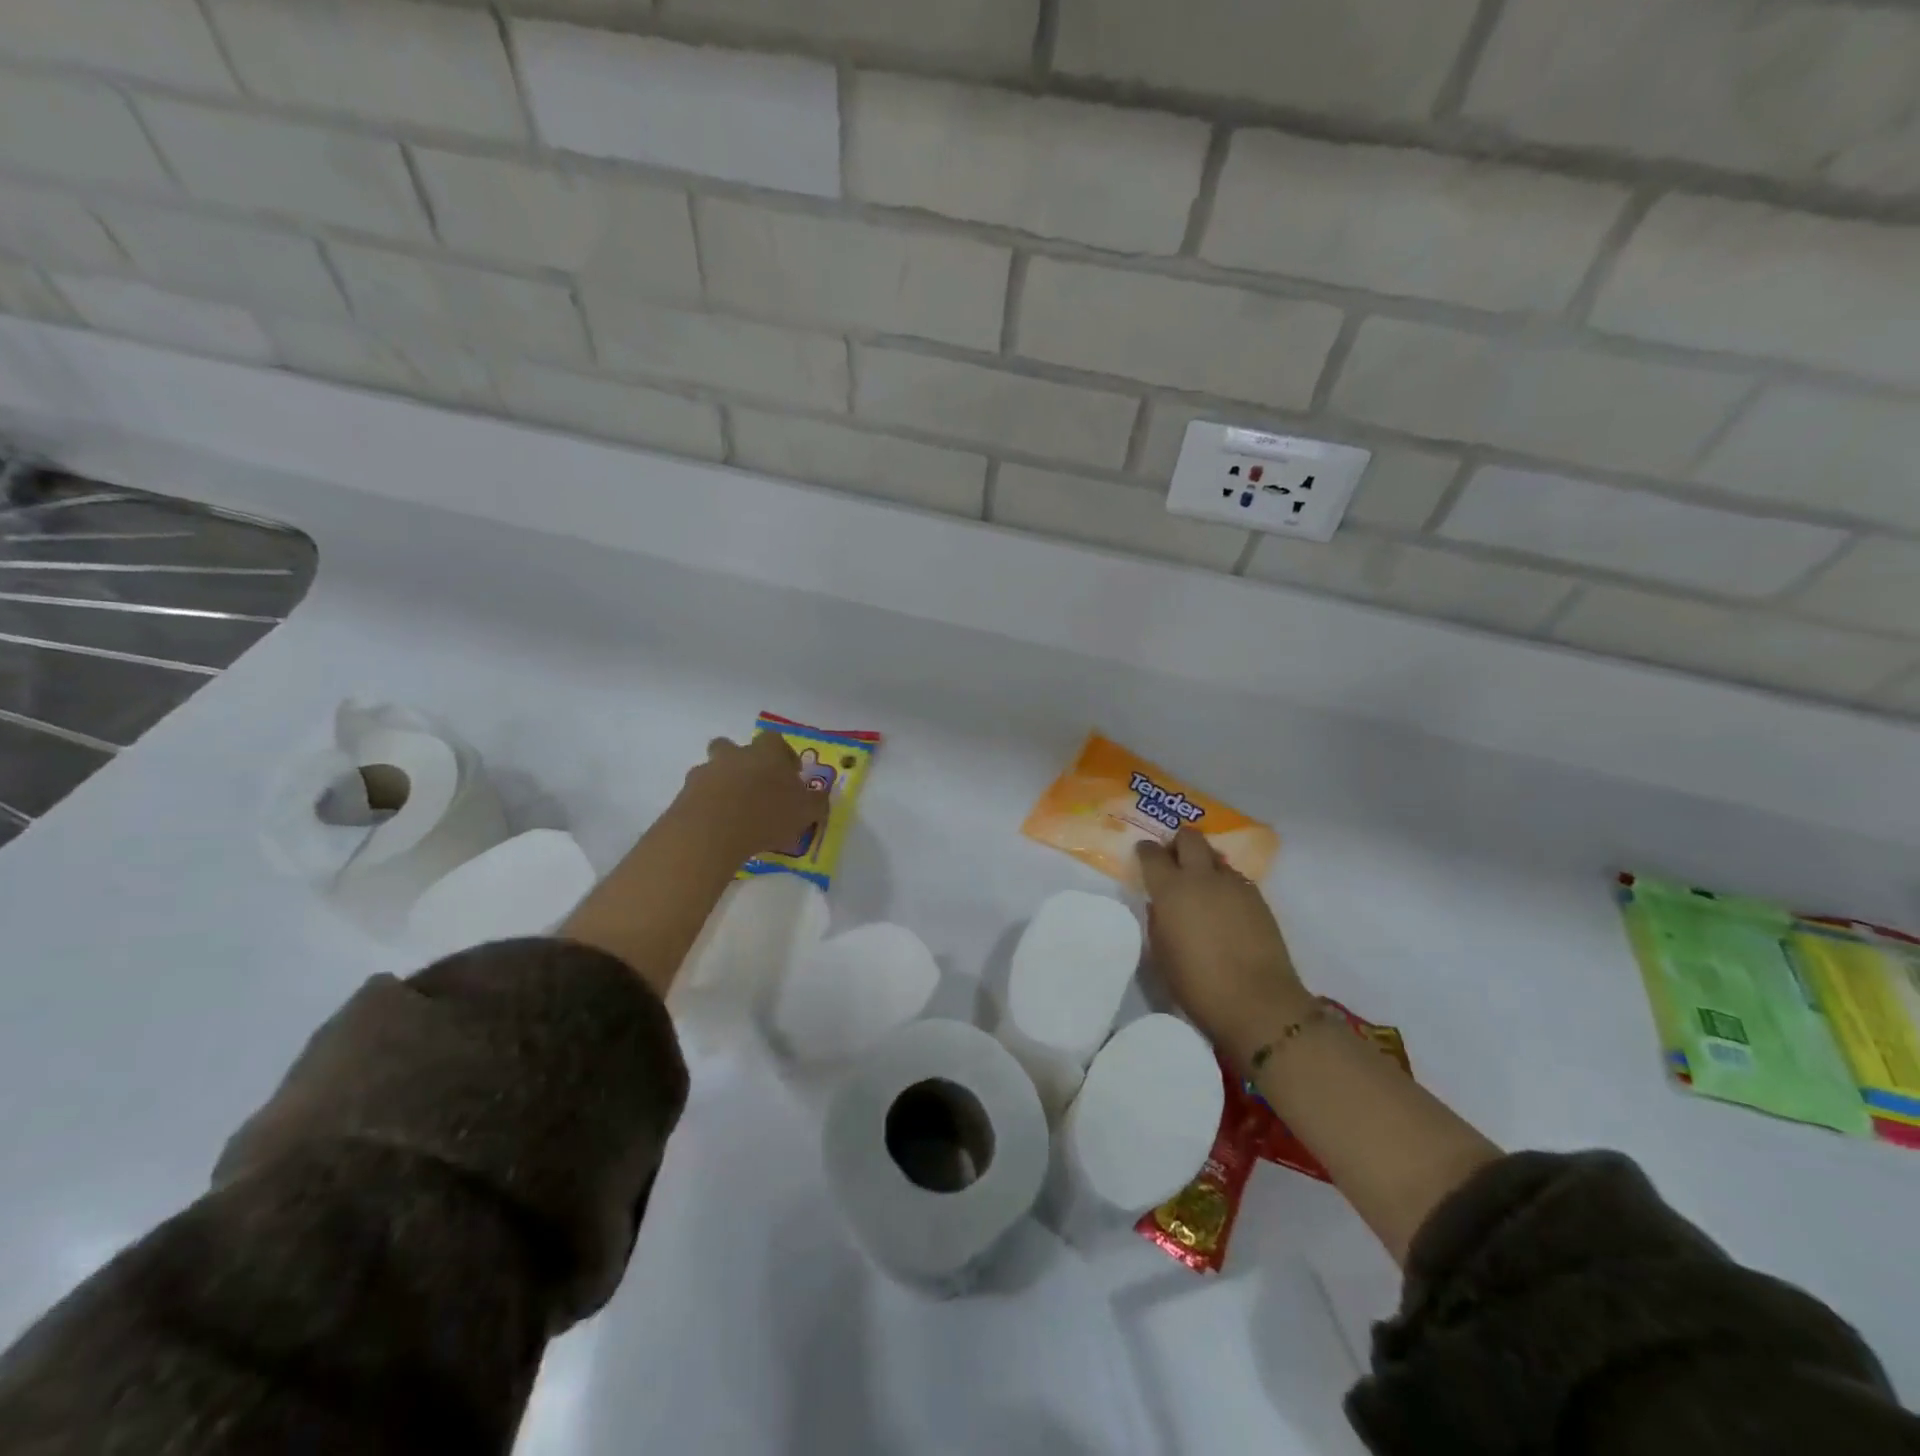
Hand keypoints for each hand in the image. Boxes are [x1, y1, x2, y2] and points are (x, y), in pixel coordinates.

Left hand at [676, 732, 826, 861]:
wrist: (712, 831)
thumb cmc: (767, 813)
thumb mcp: (806, 811)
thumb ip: (816, 802)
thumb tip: (820, 797)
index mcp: (765, 752)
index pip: (775, 741)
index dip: (783, 755)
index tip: (790, 774)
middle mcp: (734, 756)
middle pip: (732, 747)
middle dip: (741, 762)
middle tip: (754, 787)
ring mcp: (705, 773)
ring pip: (712, 771)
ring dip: (722, 786)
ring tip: (734, 814)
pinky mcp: (684, 796)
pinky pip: (698, 796)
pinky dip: (707, 807)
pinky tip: (718, 829)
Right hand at [1137, 829, 1312, 1069]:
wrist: (1257, 1002)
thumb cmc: (1197, 984)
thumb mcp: (1161, 954)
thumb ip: (1157, 921)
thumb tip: (1160, 905)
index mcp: (1171, 889)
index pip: (1152, 853)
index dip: (1146, 851)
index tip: (1144, 855)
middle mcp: (1202, 877)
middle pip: (1190, 838)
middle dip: (1179, 842)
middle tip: (1174, 859)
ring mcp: (1234, 885)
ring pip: (1215, 857)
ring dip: (1204, 864)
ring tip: (1201, 886)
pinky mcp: (1258, 898)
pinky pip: (1235, 878)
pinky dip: (1224, 884)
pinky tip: (1224, 907)